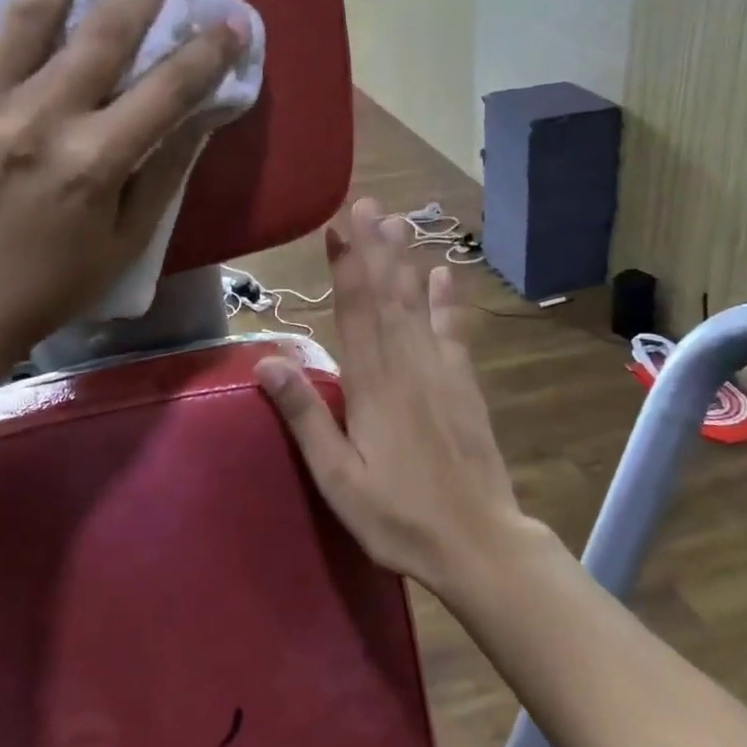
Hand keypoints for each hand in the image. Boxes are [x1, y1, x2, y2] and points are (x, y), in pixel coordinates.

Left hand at [0, 0, 246, 372]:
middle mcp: (36, 119)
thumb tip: (199, 115)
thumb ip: (162, 174)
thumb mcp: (124, 243)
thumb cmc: (48, 284)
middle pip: (101, 34)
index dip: (207, 52)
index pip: (167, 89)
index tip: (232, 22)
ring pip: (19, 14)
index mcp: (93, 161)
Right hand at [253, 198, 532, 597]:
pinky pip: (453, 331)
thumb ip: (305, 416)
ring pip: (417, 304)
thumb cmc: (398, 515)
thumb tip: (268, 360)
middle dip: (375, 248)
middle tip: (368, 204)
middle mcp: (406, 365)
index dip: (345, 267)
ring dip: (405, 261)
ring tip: (398, 222)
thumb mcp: (337, 478)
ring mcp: (440, 371)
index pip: (354, 312)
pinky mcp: (464, 384)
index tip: (337, 228)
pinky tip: (444, 273)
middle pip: (387, 296)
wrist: (478, 542)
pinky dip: (447, 300)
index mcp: (371, 385)